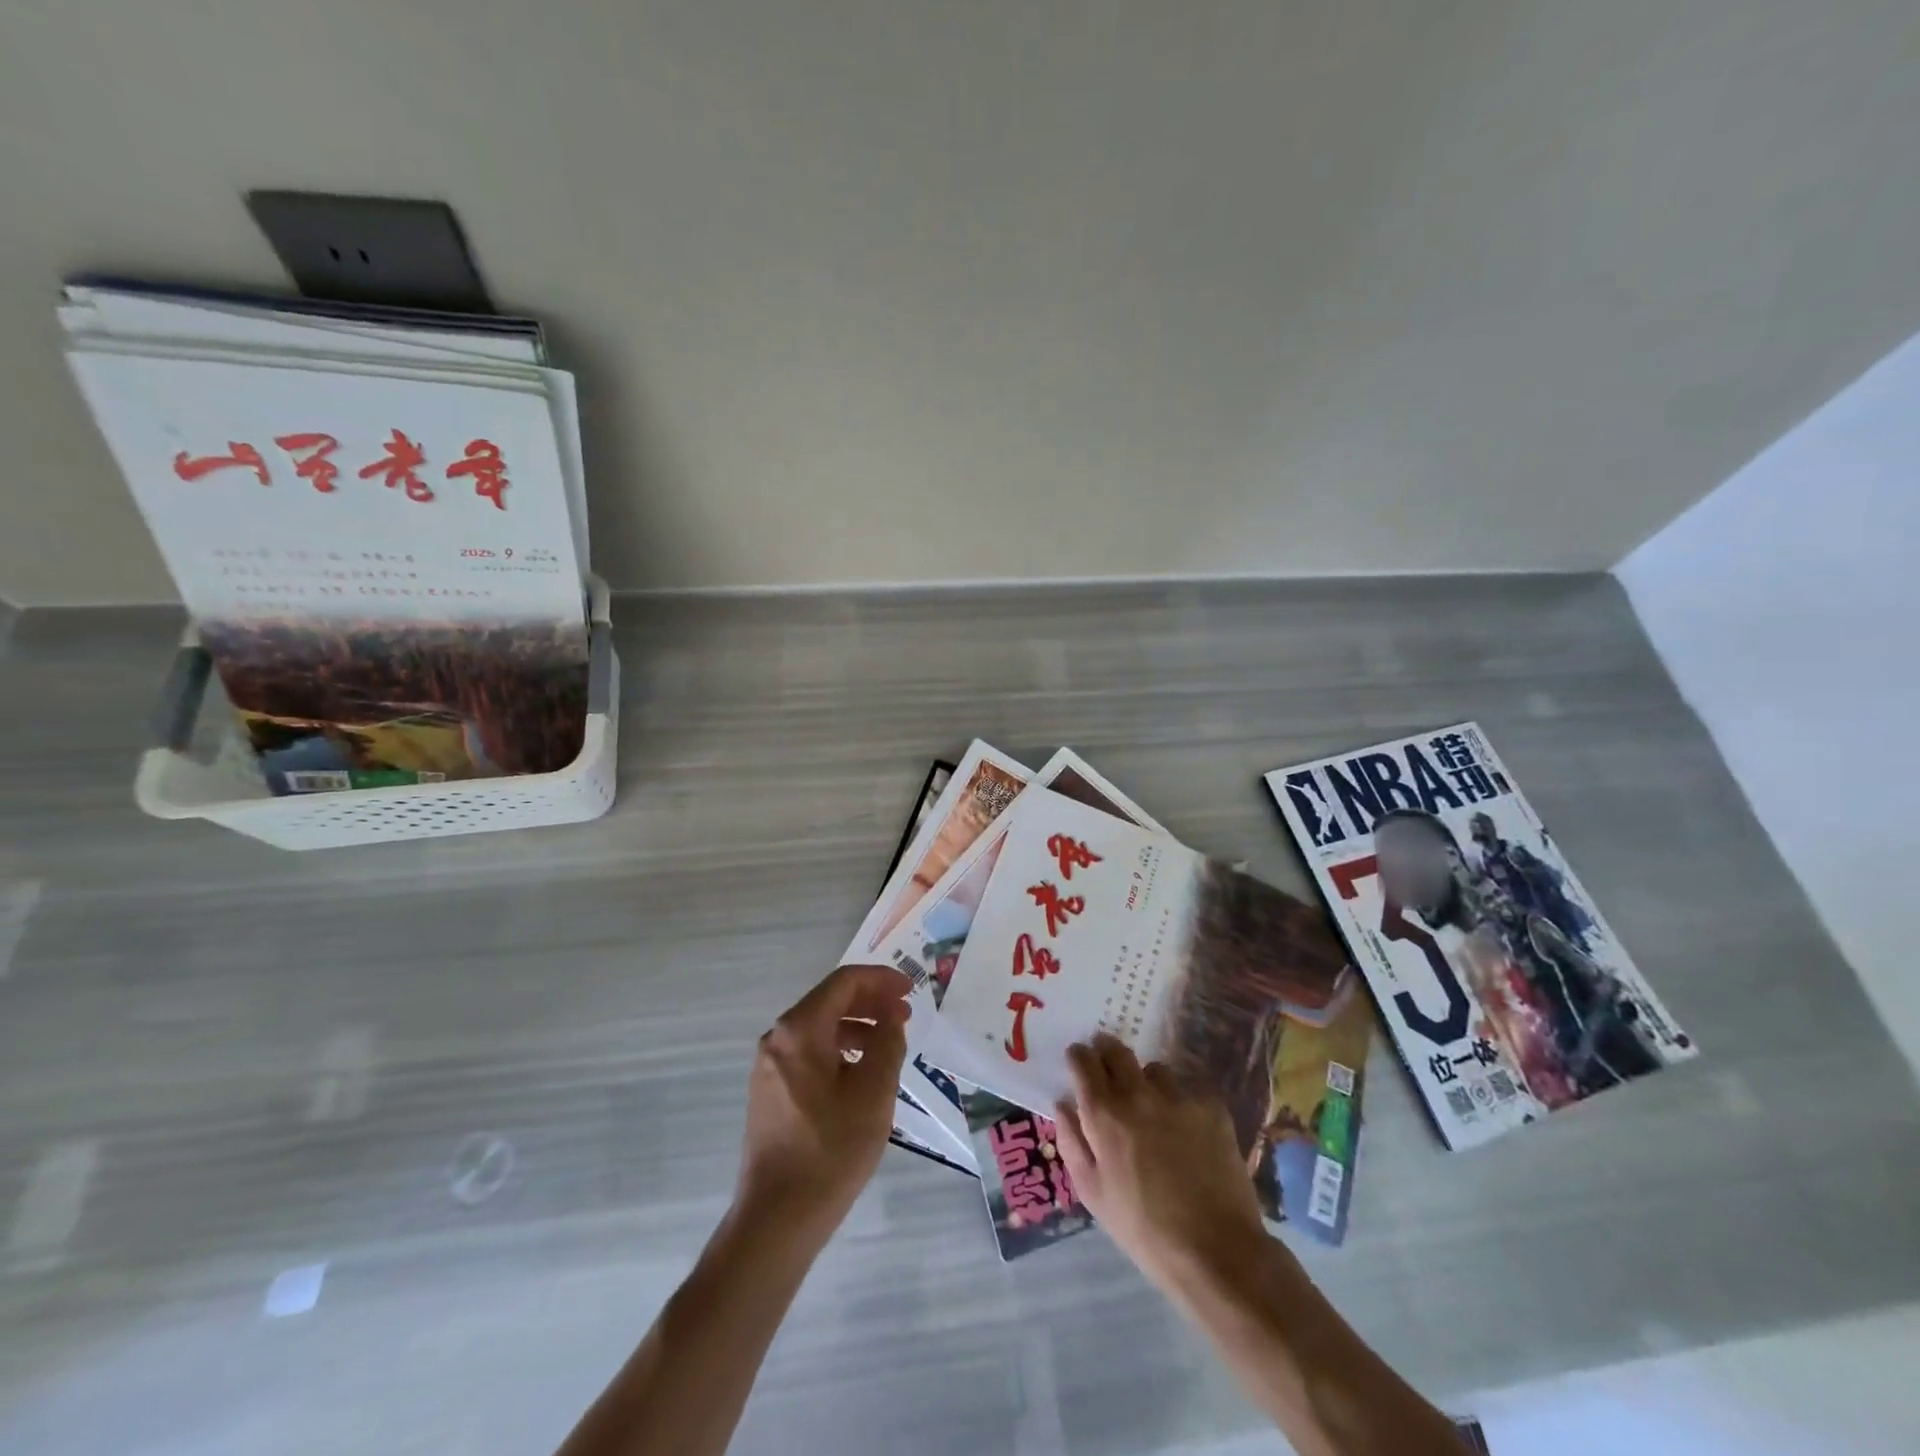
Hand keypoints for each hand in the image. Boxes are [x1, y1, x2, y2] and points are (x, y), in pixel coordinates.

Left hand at [737, 964, 911, 1237]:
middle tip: (905, 1014)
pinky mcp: (770, 1091)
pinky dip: (838, 1049)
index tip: (911, 990)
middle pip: (829, 1000)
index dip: (881, 981)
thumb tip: (890, 1018)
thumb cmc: (831, 1150)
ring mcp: (769, 1066)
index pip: (844, 982)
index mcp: (799, 1030)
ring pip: (819, 1027)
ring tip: (889, 1043)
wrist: (777, 1219)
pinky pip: (809, 1052)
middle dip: (870, 1002)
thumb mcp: (874, 1092)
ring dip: (857, 1026)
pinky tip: (861, 1072)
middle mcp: (778, 1038)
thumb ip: (887, 1043)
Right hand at [1054, 1035, 1270, 1290]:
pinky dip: (1181, 1102)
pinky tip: (1186, 1130)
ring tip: (1152, 1108)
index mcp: (1104, 1113)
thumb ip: (1072, 1141)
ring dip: (1146, 1081)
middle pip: (1117, 1050)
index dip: (1078, 1057)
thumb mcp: (1092, 1193)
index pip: (1083, 1061)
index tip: (1078, 1061)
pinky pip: (1188, 1090)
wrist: (1216, 1251)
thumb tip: (1063, 1103)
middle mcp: (1138, 1093)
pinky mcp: (1212, 1107)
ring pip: (1154, 1070)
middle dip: (1106, 1052)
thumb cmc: (1143, 1228)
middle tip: (1108, 1068)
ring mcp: (1178, 1097)